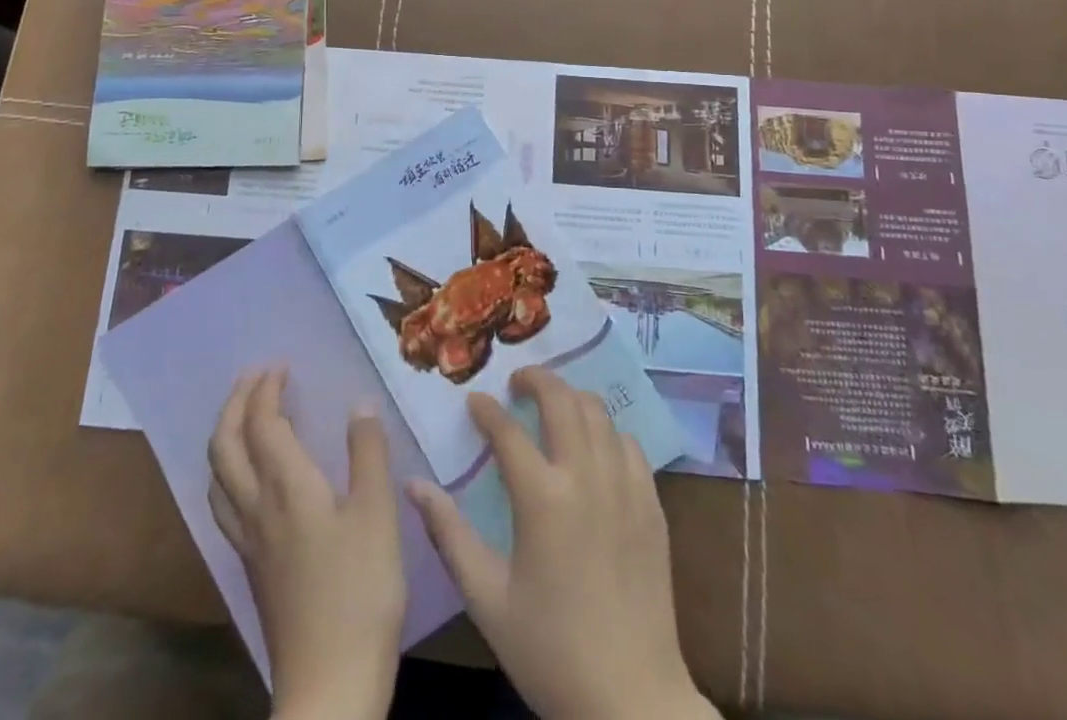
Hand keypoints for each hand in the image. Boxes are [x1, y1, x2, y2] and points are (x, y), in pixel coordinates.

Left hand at [209, 369, 404, 719]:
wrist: (329, 686)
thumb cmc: (360, 593)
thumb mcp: (378, 516)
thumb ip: (368, 454)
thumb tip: (359, 404)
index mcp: (288, 488)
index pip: (263, 424)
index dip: (266, 389)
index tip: (280, 365)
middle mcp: (258, 508)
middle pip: (226, 445)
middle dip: (235, 403)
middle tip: (254, 377)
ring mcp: (249, 542)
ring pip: (217, 476)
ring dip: (225, 435)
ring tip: (244, 416)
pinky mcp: (252, 568)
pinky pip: (224, 504)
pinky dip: (228, 472)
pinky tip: (248, 481)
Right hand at [407, 367, 717, 719]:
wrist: (631, 699)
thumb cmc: (550, 651)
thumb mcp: (487, 599)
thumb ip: (449, 535)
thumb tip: (414, 485)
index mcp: (542, 498)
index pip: (508, 431)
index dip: (486, 410)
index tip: (474, 401)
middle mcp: (586, 477)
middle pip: (561, 399)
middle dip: (536, 379)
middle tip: (517, 383)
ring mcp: (625, 487)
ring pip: (599, 413)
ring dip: (572, 398)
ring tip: (553, 405)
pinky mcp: (652, 504)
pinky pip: (630, 445)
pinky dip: (608, 431)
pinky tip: (595, 446)